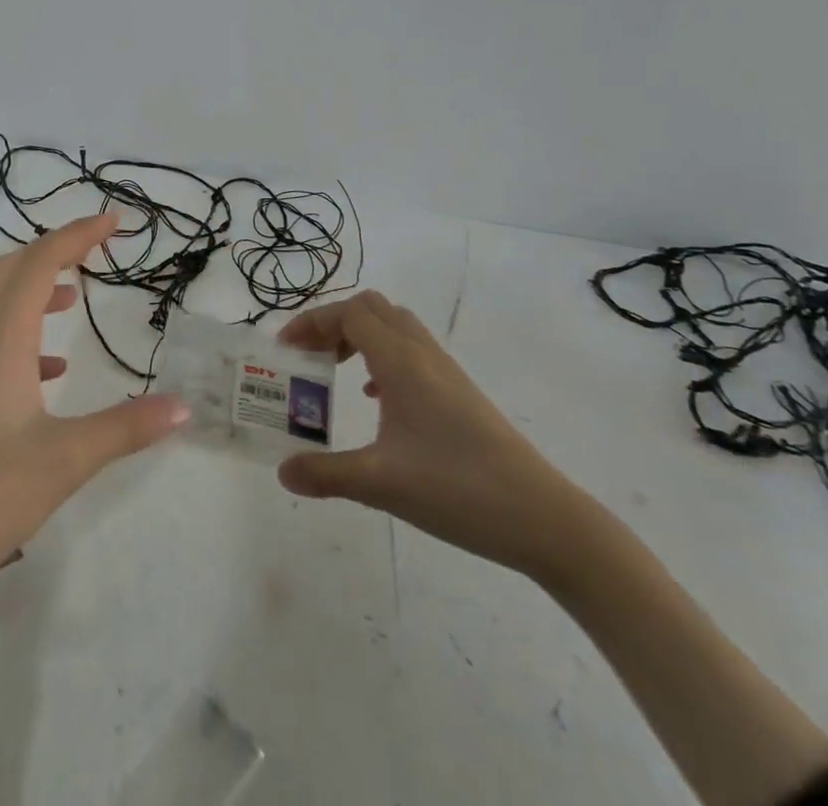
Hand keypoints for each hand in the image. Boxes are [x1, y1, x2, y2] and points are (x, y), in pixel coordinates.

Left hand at [0, 212, 189, 610]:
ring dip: (33, 289)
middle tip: (94, 250)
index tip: (113, 222)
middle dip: (53, 251)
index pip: (39, 264)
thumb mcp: (64, 462)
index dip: (76, 235)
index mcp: (0, 341)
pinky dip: (20, 334)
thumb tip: (185, 405)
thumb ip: (126, 429)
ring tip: (72, 298)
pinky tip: (47, 372)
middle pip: (10, 272)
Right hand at [276, 290, 584, 576]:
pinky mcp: (460, 393)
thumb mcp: (381, 485)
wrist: (544, 518)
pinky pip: (412, 351)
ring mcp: (446, 372)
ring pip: (395, 326)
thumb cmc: (458, 489)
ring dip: (360, 336)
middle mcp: (422, 354)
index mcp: (401, 361)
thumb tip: (283, 472)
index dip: (312, 322)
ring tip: (336, 370)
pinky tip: (378, 399)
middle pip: (371, 308)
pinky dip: (383, 357)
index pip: (349, 313)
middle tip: (309, 355)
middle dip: (333, 322)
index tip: (286, 349)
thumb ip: (326, 474)